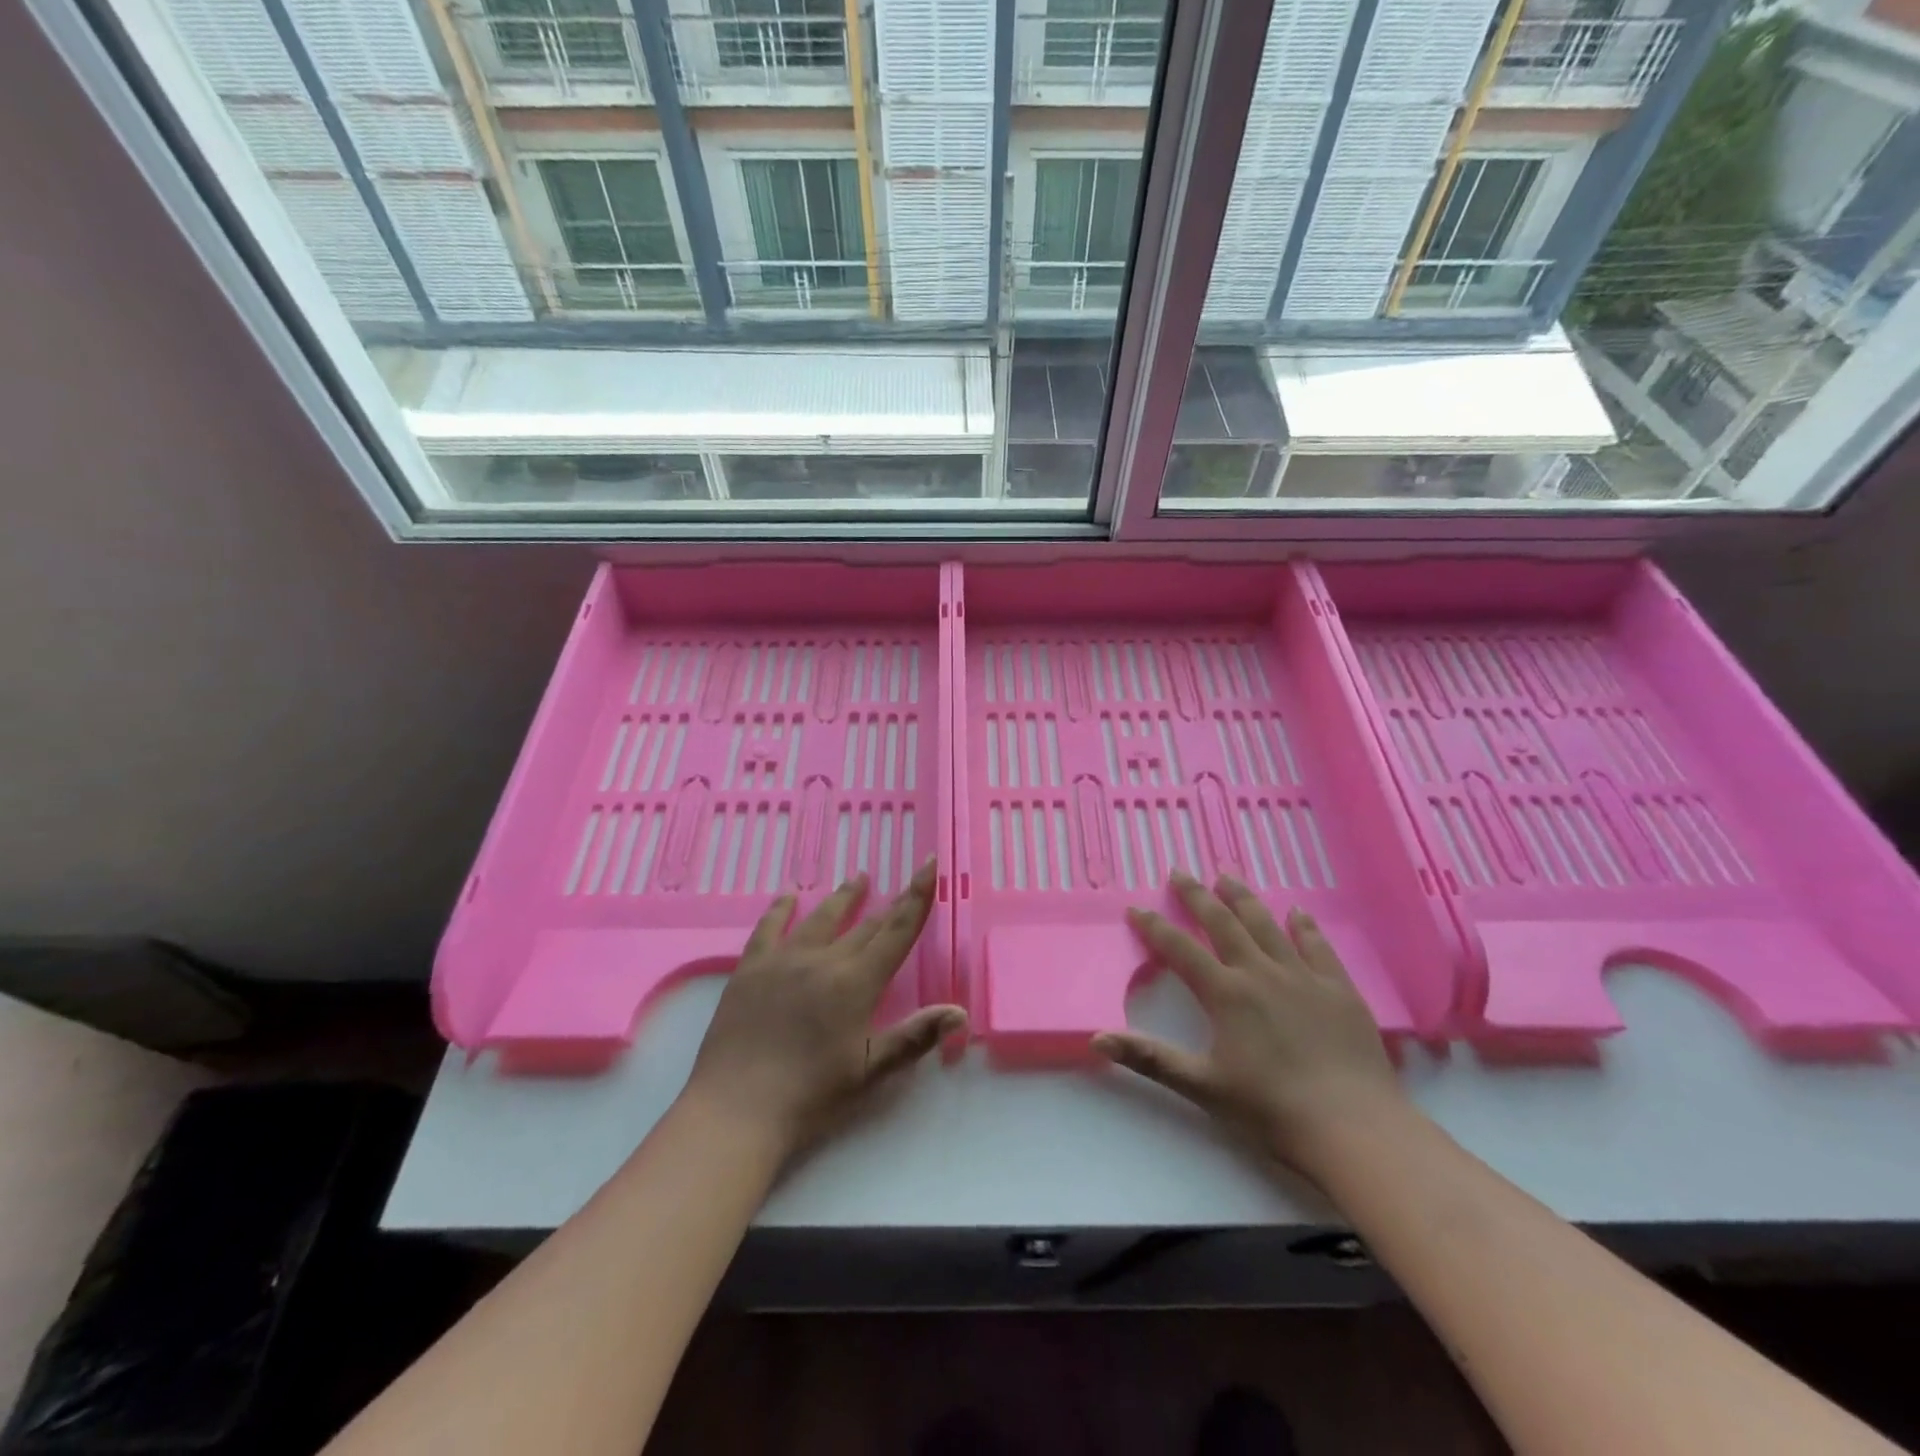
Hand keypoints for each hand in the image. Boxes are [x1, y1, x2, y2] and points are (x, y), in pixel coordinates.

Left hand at [682, 861, 965, 1156]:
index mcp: (856, 983)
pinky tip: (789, 895)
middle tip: (903, 882)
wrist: (736, 1109)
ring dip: (843, 897)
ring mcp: (783, 960)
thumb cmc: (810, 1096)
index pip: (896, 931)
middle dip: (888, 904)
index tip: (929, 863)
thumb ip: (915, 1037)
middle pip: (864, 925)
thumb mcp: (869, 1071)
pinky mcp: (750, 969)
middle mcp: (823, 960)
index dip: (916, 897)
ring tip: (858, 877)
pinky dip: (781, 908)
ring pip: (821, 918)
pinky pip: (768, 928)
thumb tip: (959, 1011)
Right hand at [1094, 870, 1406, 1182]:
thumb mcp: (1202, 1086)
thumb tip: (1097, 1038)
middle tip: (1180, 872)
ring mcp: (1302, 976)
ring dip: (1243, 898)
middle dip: (1197, 896)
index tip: (1136, 908)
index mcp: (1226, 994)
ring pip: (1266, 924)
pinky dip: (1304, 926)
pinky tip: (1297, 912)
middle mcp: (1260, 973)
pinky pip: (1317, 946)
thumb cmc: (1271, 1109)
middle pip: (1223, 923)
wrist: (1354, 1127)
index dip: (1154, 927)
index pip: (1180, 949)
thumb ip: (1150, 1058)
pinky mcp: (1338, 988)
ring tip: (1226, 876)